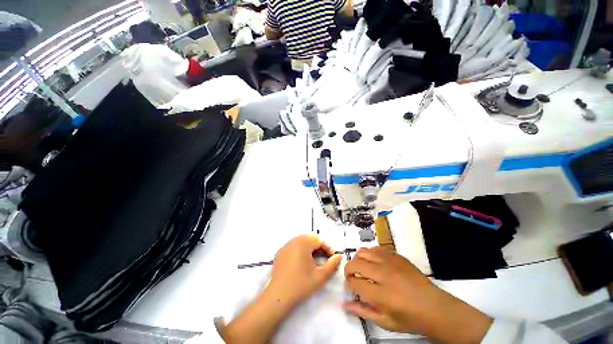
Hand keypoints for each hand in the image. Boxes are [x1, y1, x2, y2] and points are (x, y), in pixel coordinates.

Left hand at [222, 234, 341, 343]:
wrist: (278, 296)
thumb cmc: (301, 285)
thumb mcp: (321, 276)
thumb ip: (332, 264)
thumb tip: (339, 255)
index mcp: (303, 243)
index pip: (319, 240)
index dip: (328, 248)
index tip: (332, 259)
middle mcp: (294, 240)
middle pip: (310, 239)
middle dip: (319, 247)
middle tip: (324, 259)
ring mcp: (285, 246)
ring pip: (301, 242)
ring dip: (310, 248)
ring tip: (314, 261)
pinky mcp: (280, 253)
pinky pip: (293, 246)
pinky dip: (300, 251)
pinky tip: (301, 264)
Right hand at [344, 247, 491, 342]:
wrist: (435, 307)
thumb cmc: (410, 319)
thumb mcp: (386, 322)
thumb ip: (363, 312)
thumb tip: (344, 304)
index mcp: (381, 294)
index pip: (354, 282)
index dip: (349, 284)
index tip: (352, 287)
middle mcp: (383, 274)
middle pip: (355, 263)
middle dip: (349, 270)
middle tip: (353, 277)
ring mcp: (390, 262)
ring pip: (363, 252)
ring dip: (358, 259)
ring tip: (363, 268)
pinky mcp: (396, 256)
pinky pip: (376, 248)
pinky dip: (370, 254)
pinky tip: (374, 263)